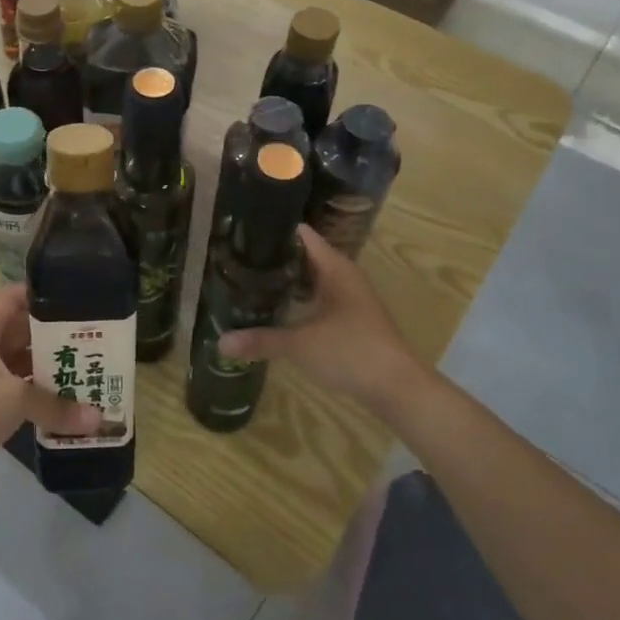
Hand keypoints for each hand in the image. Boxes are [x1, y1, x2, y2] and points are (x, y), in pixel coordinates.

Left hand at [0, 284, 100, 513]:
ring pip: (27, 368)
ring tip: (93, 366)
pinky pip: (26, 399)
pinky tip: (76, 404)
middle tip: (95, 334)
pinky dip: (47, 400)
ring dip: (54, 369)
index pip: (10, 300)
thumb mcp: (14, 399)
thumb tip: (99, 418)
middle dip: (56, 334)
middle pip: (23, 334)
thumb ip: (57, 405)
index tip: (74, 295)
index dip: (38, 293)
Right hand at [220, 225, 425, 420]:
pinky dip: (299, 299)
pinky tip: (277, 309)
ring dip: (287, 280)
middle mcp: (344, 276)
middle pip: (304, 256)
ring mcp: (351, 298)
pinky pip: (319, 298)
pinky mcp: (352, 319)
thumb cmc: (352, 352)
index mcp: (335, 268)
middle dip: (274, 258)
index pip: (301, 235)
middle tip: (237, 260)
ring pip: (313, 279)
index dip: (274, 231)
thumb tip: (220, 342)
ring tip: (249, 281)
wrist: (398, 388)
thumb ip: (261, 340)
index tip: (243, 233)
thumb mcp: (300, 345)